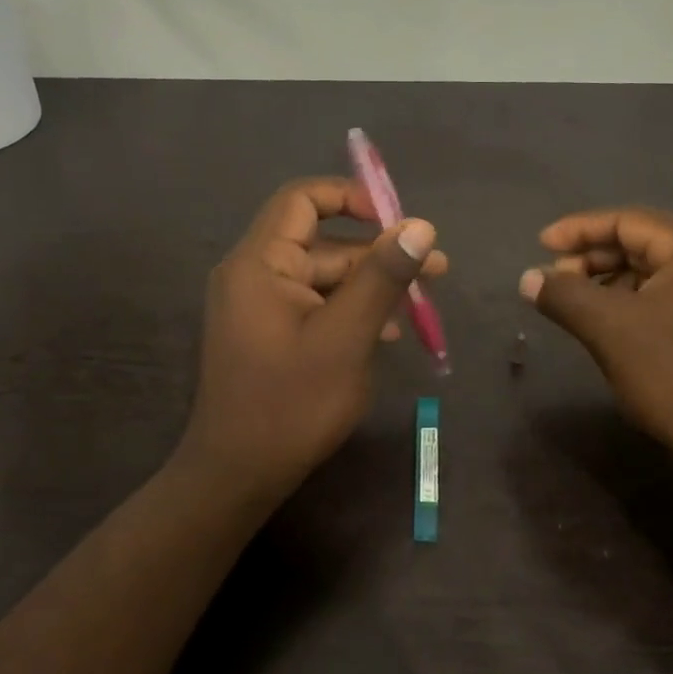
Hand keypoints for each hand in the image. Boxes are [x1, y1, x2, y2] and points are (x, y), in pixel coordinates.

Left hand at [176, 177, 446, 514]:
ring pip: (321, 278)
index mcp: (259, 263)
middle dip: (377, 252)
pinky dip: (348, 310)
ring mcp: (257, 307)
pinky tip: (386, 332)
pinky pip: (312, 306)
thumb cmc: (291, 404)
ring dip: (369, 285)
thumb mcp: (346, 337)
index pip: (302, 200)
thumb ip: (381, 277)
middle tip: (435, 269)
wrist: (237, 475)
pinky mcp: (266, 334)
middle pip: (320, 243)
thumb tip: (420, 226)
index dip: (351, 198)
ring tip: (421, 301)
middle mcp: (252, 275)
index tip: (398, 222)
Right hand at [520, 208, 672, 494]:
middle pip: (638, 242)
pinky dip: (625, 303)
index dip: (578, 230)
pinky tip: (601, 324)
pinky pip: (659, 297)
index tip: (538, 245)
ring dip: (605, 282)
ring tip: (570, 303)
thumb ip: (564, 295)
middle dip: (590, 258)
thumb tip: (527, 278)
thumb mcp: (611, 329)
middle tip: (552, 280)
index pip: (626, 220)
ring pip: (647, 272)